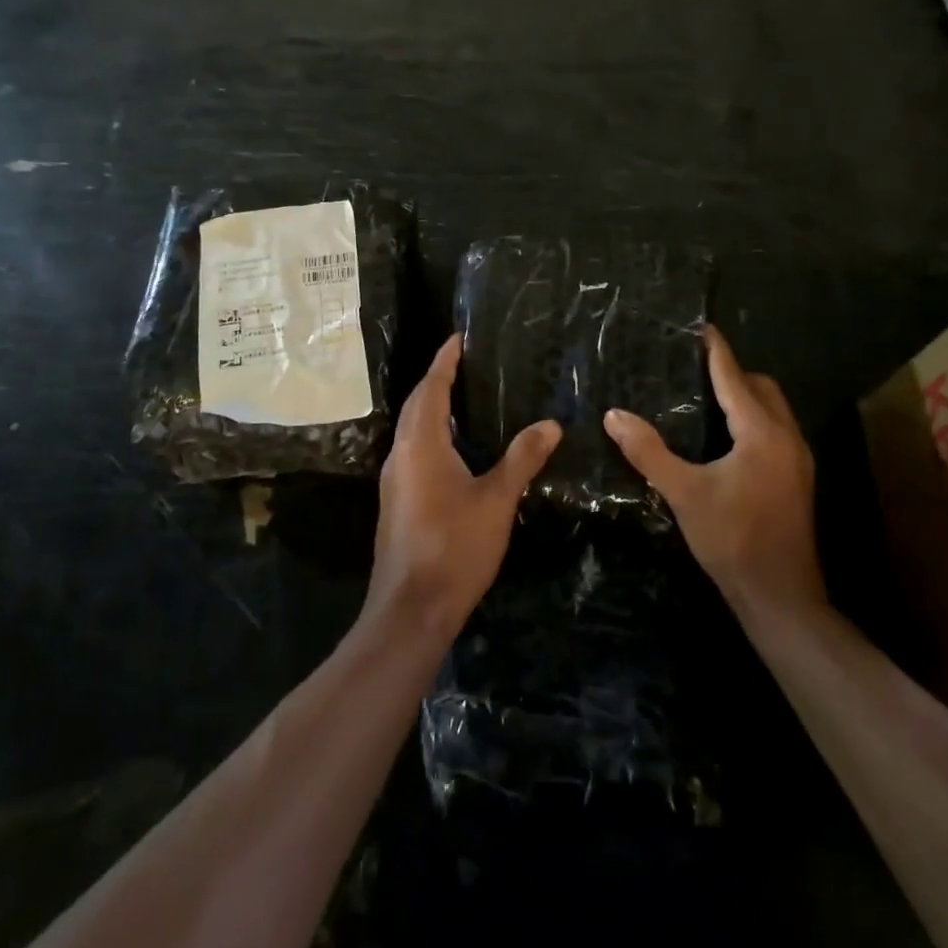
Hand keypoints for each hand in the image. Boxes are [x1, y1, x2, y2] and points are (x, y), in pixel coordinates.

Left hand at [368, 334, 561, 642]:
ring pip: (412, 430)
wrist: (412, 609)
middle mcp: (401, 454)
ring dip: (432, 408)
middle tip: (464, 363)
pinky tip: (455, 449)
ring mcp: (395, 480)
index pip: (432, 388)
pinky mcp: (397, 502)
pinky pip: (413, 451)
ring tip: (463, 398)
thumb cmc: (454, 547)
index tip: (458, 338)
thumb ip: (522, 458)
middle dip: (436, 380)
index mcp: (422, 444)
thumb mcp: (497, 500)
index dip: (444, 361)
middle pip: (417, 405)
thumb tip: (551, 424)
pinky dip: (432, 435)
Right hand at [603, 326, 823, 618]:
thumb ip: (649, 451)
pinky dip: (752, 421)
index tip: (699, 328)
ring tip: (704, 399)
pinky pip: (775, 431)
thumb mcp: (684, 493)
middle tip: (694, 370)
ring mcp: (797, 460)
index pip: (734, 378)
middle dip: (733, 373)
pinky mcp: (796, 479)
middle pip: (762, 388)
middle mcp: (786, 438)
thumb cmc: (732, 539)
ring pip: (773, 411)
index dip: (716, 351)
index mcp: (762, 433)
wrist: (780, 595)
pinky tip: (724, 441)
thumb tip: (613, 415)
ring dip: (745, 398)